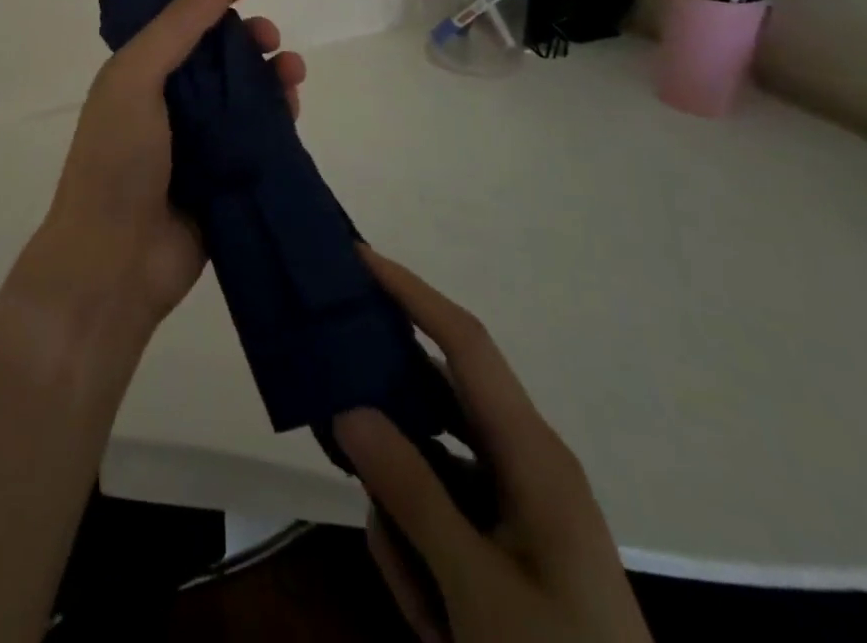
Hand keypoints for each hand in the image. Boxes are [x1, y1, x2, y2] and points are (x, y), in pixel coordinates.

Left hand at [32, 0, 306, 329]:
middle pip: (218, 62)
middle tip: (272, 42)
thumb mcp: (138, 76)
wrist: (115, 262)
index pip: (181, 29)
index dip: (213, 10)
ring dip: (271, 78)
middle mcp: (168, 106)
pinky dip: (278, 119)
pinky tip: (294, 108)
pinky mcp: (225, 180)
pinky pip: (258, 140)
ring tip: (293, 73)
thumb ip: (182, 23)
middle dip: (249, 43)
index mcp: (139, 76)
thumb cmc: (118, 159)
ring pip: (244, 98)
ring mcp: (198, 145)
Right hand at [335, 250, 651, 642]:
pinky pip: (444, 514)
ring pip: (431, 470)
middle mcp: (525, 460)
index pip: (464, 342)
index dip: (412, 292)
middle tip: (334, 425)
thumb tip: (348, 408)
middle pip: (436, 405)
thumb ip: (411, 492)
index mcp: (532, 452)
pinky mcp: (509, 540)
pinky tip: (433, 619)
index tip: (359, 258)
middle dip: (388, 425)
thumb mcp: (478, 590)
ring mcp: (517, 503)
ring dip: (408, 523)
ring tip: (422, 604)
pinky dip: (424, 555)